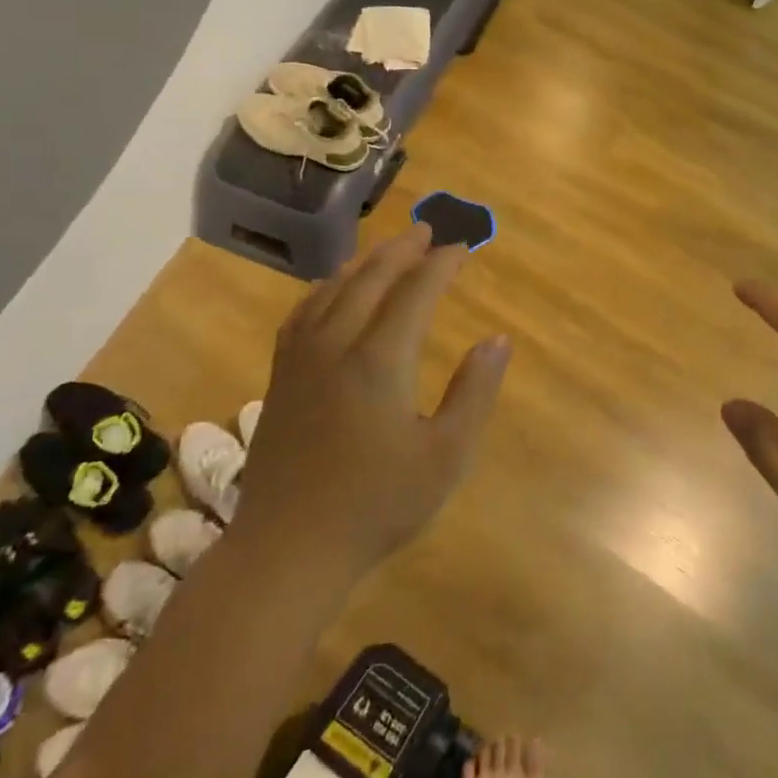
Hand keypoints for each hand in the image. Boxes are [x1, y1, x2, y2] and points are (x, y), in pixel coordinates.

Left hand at [237, 224, 510, 572]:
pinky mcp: (279, 376)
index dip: (441, 265)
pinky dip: (325, 289)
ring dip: (364, 263)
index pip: (415, 292)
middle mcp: (336, 345)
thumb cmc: (377, 504)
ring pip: (332, 290)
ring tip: (386, 249)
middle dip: (402, 250)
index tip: (462, 247)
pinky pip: (302, 312)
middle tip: (426, 230)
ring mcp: (301, 359)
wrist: (289, 547)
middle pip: (370, 279)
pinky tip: (332, 291)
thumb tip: (498, 340)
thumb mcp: (446, 456)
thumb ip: (475, 392)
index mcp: (380, 360)